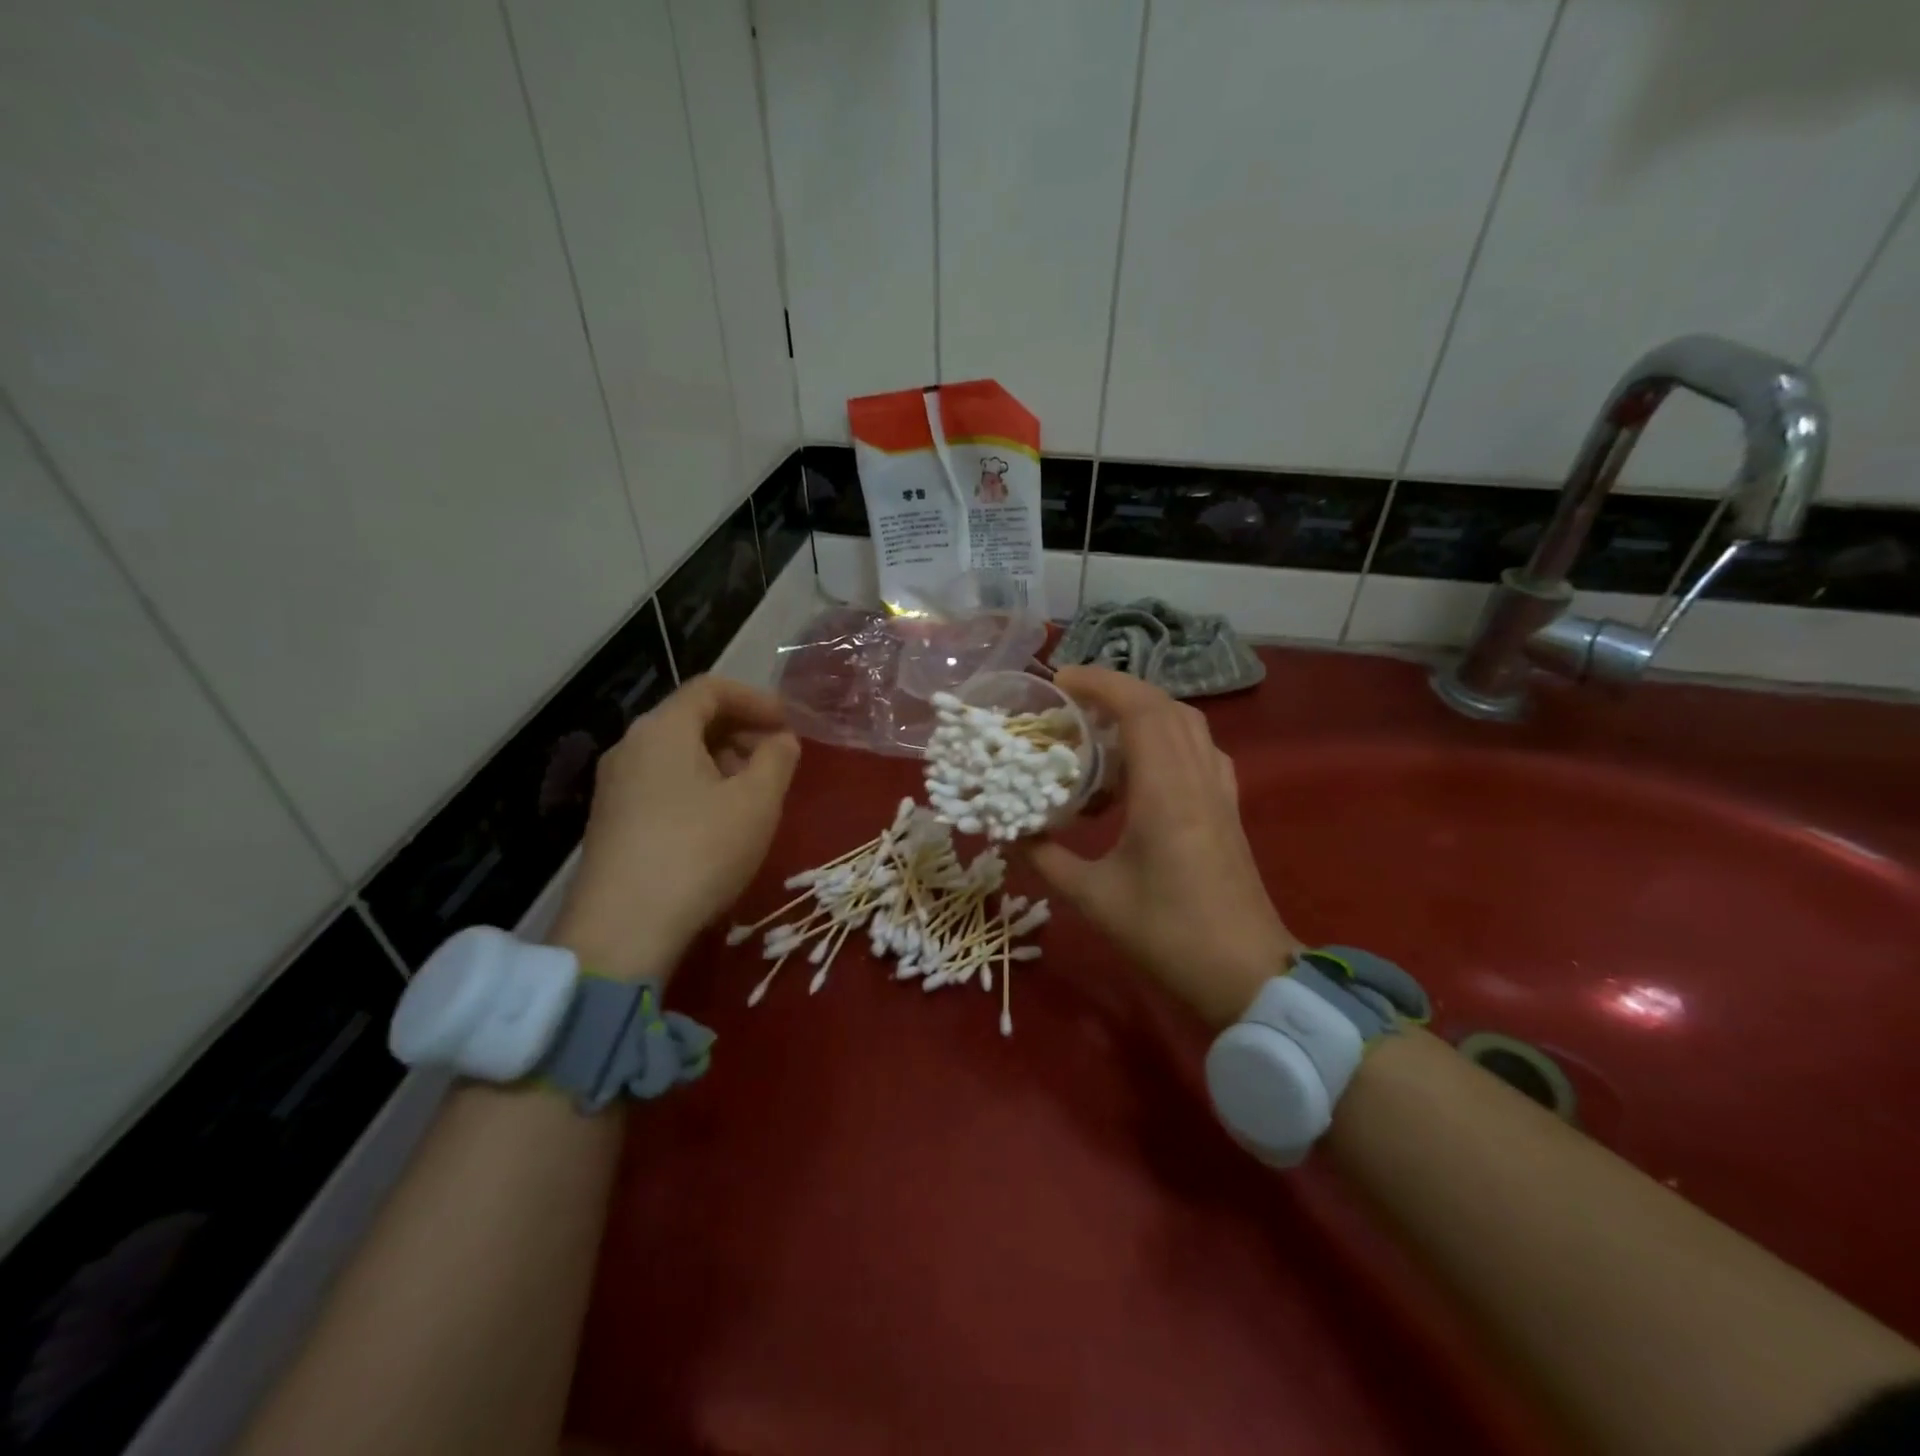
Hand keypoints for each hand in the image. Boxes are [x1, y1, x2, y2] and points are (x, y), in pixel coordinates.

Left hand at [551, 676, 800, 981]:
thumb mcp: (756, 802)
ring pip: (676, 753)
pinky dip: (698, 785)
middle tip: (777, 759)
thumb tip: (781, 739)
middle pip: (691, 718)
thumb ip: (777, 759)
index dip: (756, 698)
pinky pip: (662, 783)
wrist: (622, 930)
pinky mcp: (612, 821)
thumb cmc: (699, 852)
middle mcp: (630, 747)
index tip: (788, 723)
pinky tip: (720, 822)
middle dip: (741, 731)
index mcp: (662, 729)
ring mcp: (615, 786)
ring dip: (722, 761)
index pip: (710, 688)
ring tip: (754, 793)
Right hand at [1025, 668, 1296, 1028]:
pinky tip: (1144, 763)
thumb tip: (1013, 834)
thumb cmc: (1168, 934)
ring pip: (1188, 724)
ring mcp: (1219, 791)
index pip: (1140, 710)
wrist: (1246, 974)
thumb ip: (1048, 859)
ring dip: (1145, 711)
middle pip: (1165, 707)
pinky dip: (1169, 737)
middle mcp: (1198, 778)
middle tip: (1073, 701)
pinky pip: (1200, 750)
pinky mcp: (1228, 808)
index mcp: (1166, 791)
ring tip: (1102, 727)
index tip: (1061, 680)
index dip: (1101, 683)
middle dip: (1118, 690)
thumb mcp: (1095, 899)